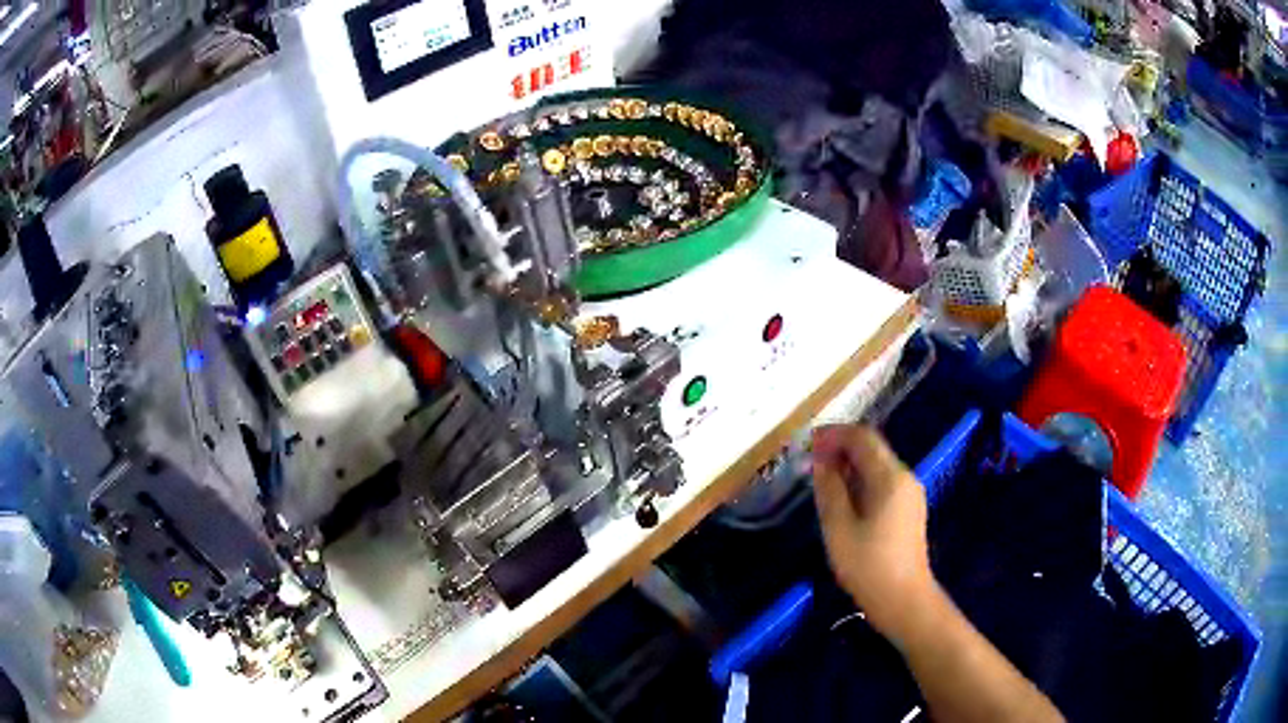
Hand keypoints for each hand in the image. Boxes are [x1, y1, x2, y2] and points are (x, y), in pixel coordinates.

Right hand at [812, 424, 935, 640]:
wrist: (904, 600)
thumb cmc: (868, 566)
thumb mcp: (839, 528)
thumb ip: (829, 489)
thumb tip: (821, 461)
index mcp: (890, 477)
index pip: (862, 437)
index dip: (834, 434)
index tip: (807, 443)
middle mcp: (905, 477)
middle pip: (872, 448)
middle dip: (840, 448)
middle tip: (810, 461)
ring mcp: (910, 494)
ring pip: (877, 465)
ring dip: (849, 465)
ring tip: (821, 479)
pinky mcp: (908, 510)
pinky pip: (882, 482)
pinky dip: (860, 480)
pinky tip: (843, 498)